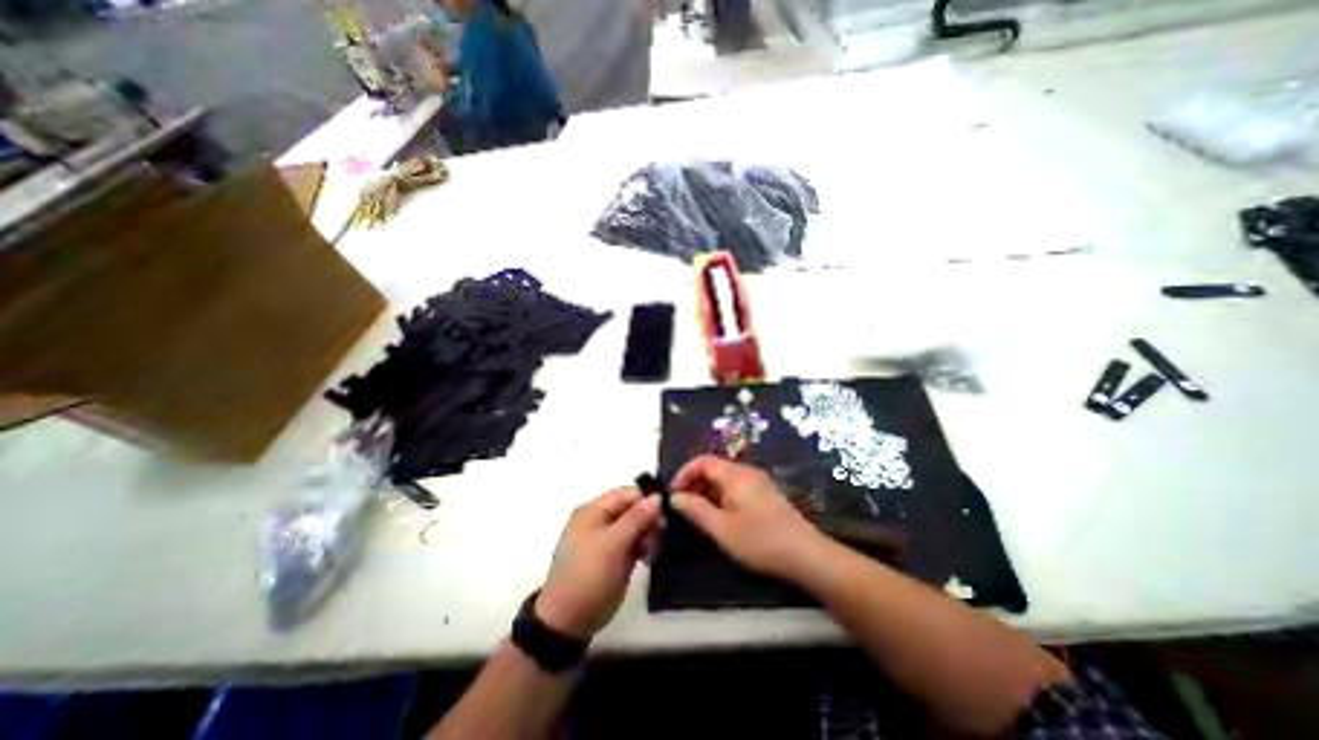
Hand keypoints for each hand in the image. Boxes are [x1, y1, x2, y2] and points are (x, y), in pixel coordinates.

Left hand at [534, 490, 658, 637]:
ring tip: (652, 553)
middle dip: (649, 520)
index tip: (664, 514)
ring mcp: (606, 540)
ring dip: (648, 535)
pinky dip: (643, 547)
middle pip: (631, 509)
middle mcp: (599, 520)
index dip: (646, 500)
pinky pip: (633, 542)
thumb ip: (636, 518)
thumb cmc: (589, 576)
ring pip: (635, 526)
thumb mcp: (613, 544)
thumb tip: (657, 497)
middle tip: (660, 537)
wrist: (568, 622)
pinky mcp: (612, 557)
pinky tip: (649, 558)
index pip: (626, 494)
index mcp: (593, 511)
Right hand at [674, 455, 827, 581]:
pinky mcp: (765, 495)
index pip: (702, 461)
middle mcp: (747, 472)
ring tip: (698, 515)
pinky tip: (720, 518)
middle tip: (683, 508)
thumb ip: (695, 510)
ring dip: (707, 492)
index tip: (673, 494)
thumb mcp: (721, 528)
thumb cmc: (759, 540)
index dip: (684, 474)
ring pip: (725, 479)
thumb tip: (675, 497)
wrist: (805, 555)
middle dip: (695, 484)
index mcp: (735, 474)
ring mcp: (758, 483)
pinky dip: (722, 497)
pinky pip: (736, 488)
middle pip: (714, 468)